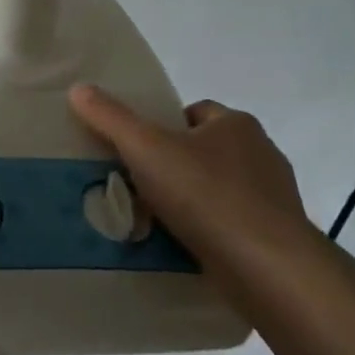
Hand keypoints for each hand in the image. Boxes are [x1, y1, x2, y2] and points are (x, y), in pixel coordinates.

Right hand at [68, 84, 315, 263]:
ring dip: (194, 201)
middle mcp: (261, 152)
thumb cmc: (206, 195)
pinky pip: (233, 223)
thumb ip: (111, 118)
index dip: (164, 127)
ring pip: (220, 188)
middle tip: (141, 187)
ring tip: (158, 221)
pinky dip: (211, 231)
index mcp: (236, 124)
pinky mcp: (276, 235)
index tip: (139, 152)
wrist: (267, 266)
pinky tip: (188, 247)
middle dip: (177, 166)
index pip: (194, 113)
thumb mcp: (146, 149)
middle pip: (206, 151)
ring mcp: (273, 196)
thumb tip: (78, 88)